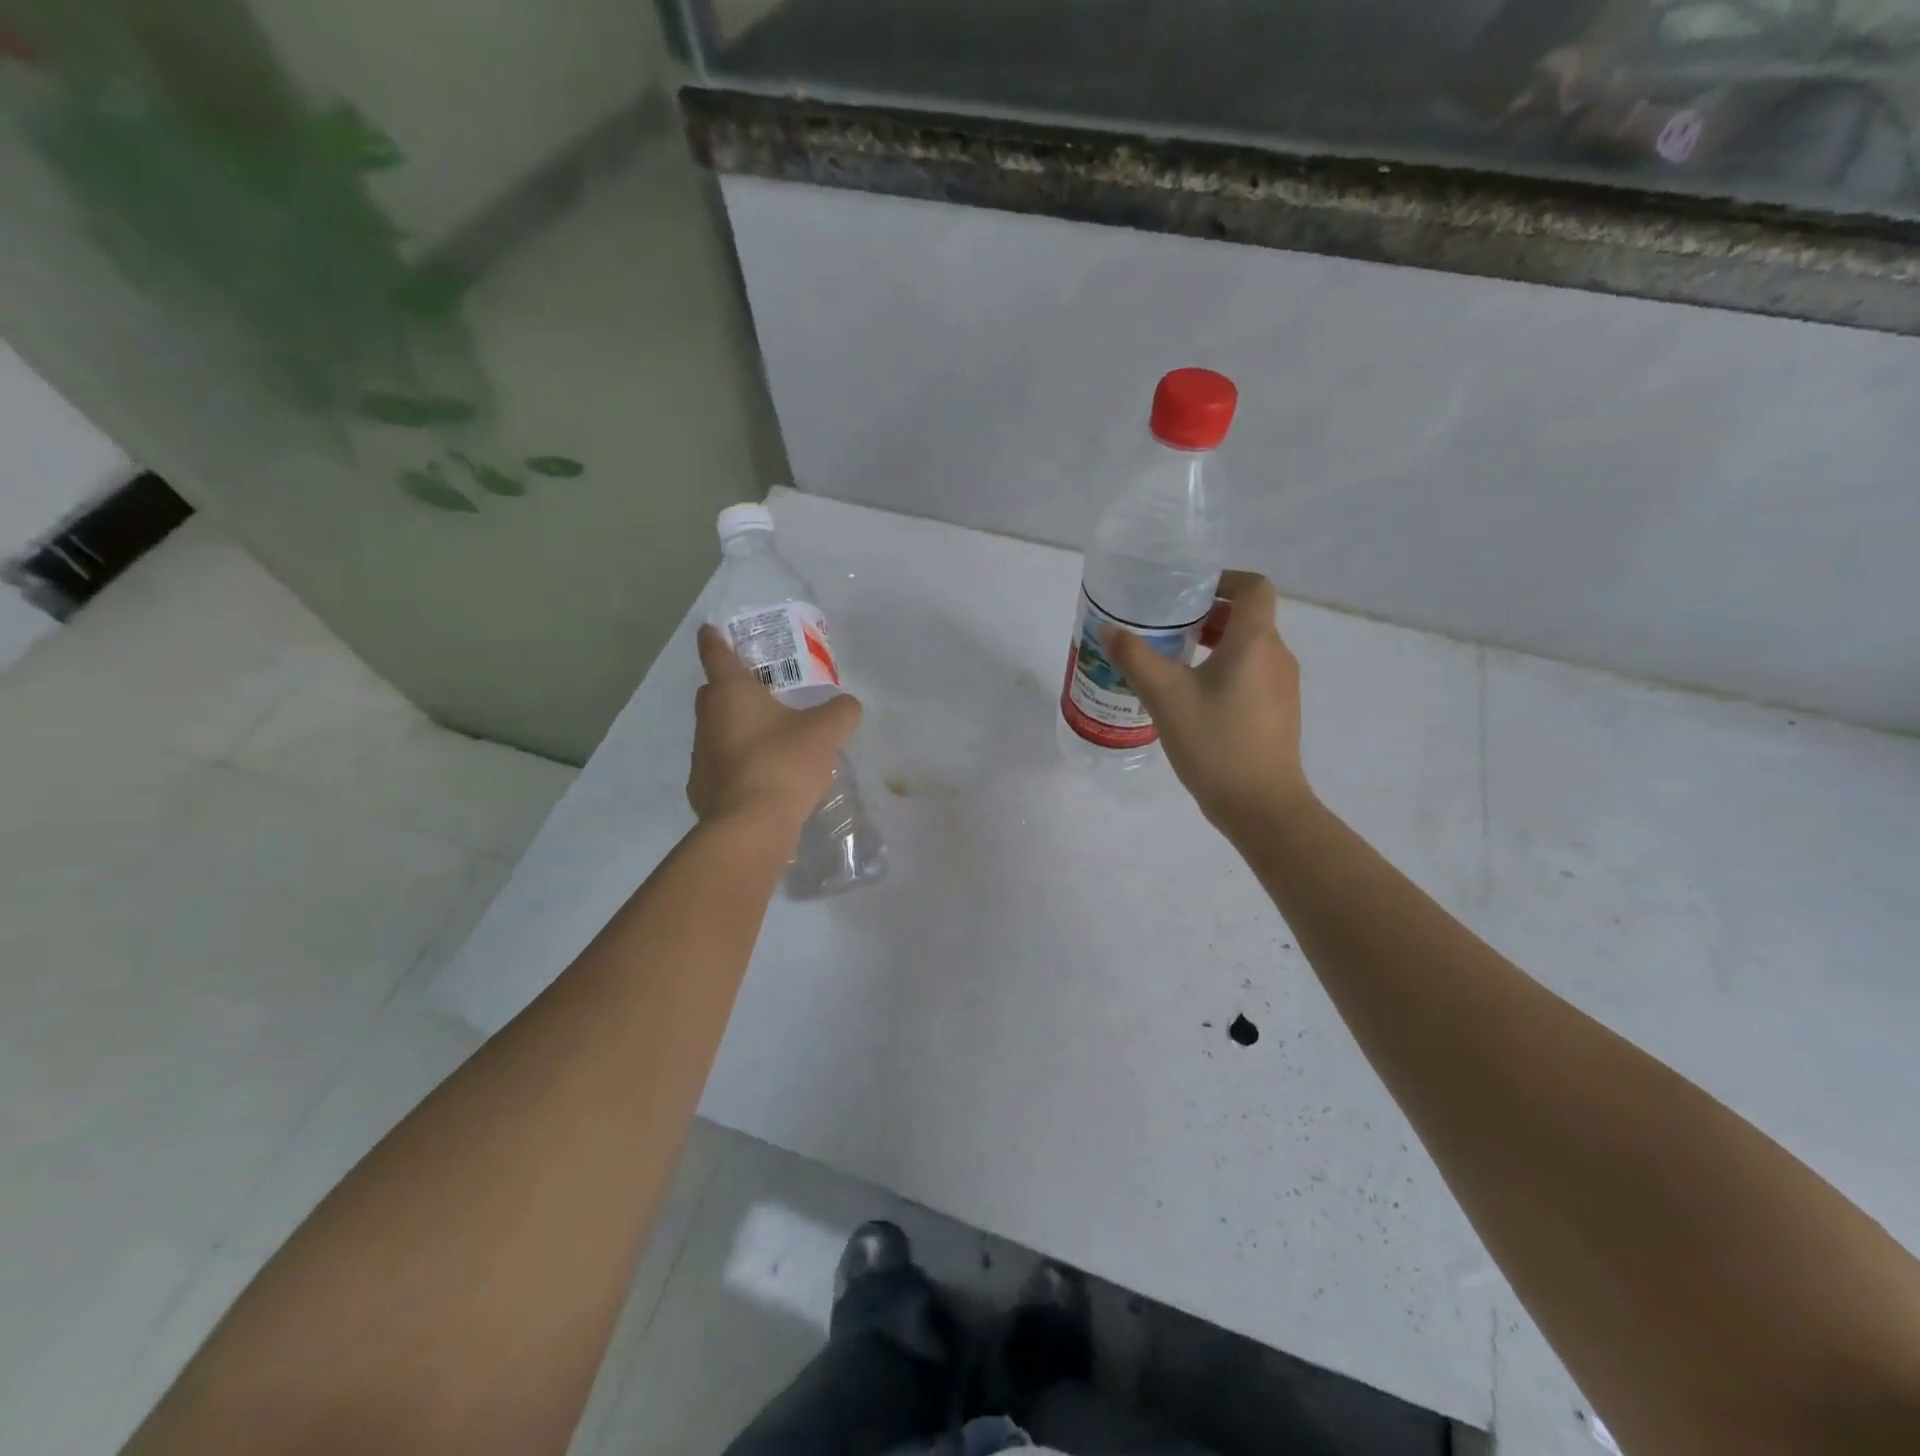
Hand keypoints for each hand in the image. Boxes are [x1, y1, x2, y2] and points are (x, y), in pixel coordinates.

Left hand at [689, 625, 862, 832]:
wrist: (751, 826)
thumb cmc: (784, 763)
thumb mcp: (825, 732)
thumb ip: (840, 712)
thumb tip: (848, 705)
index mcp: (730, 693)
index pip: (716, 654)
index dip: (715, 639)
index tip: (711, 628)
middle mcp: (708, 719)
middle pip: (714, 693)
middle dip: (732, 688)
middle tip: (762, 691)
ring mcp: (700, 756)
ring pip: (716, 731)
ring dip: (737, 729)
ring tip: (770, 740)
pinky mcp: (701, 789)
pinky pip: (720, 765)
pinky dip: (737, 764)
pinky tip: (762, 778)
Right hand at [1102, 571, 1312, 838]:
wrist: (1261, 806)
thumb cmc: (1215, 743)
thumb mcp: (1165, 696)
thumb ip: (1135, 657)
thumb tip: (1109, 629)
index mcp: (1255, 642)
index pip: (1253, 587)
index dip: (1224, 580)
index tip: (1187, 591)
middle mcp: (1276, 657)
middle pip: (1248, 618)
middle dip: (1208, 615)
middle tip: (1166, 627)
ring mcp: (1282, 687)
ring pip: (1248, 648)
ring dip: (1214, 645)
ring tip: (1172, 661)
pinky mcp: (1278, 713)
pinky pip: (1251, 675)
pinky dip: (1224, 671)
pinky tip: (1192, 698)